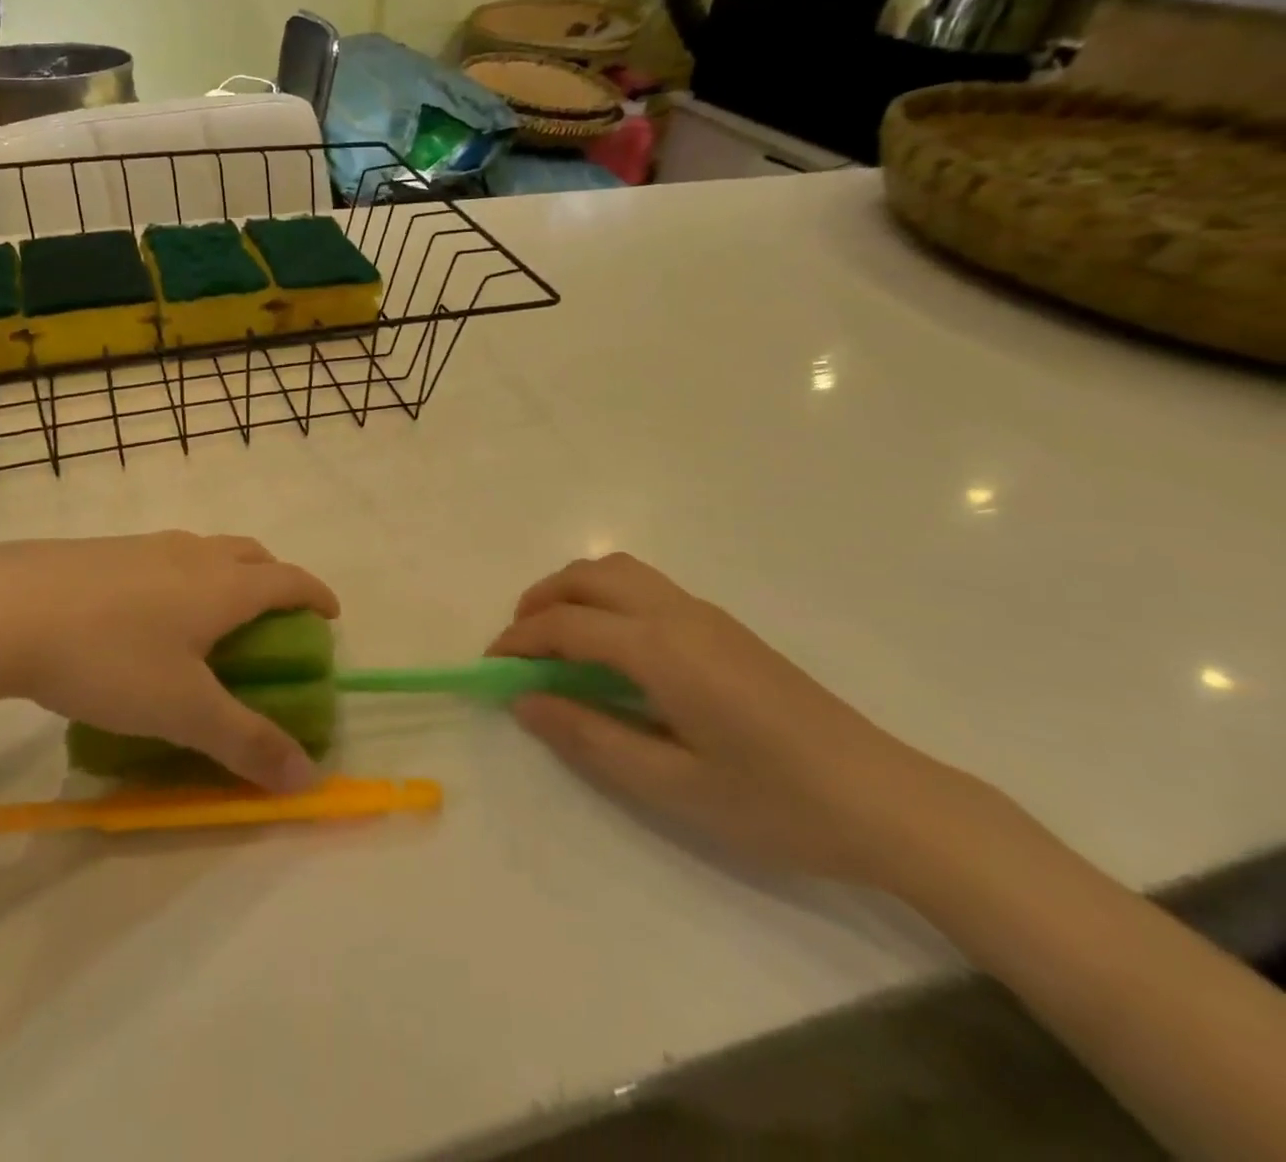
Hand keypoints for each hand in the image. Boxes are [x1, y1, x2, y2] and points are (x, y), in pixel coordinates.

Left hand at [0, 532, 338, 791]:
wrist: (2, 609)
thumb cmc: (109, 657)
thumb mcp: (183, 710)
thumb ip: (246, 742)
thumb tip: (307, 778)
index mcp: (223, 586)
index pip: (289, 580)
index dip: (315, 595)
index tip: (330, 614)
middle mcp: (192, 555)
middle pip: (251, 554)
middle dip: (274, 578)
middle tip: (275, 614)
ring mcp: (144, 546)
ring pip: (205, 550)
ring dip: (226, 573)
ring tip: (212, 614)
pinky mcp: (102, 551)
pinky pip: (162, 557)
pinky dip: (181, 576)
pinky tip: (145, 613)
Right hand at [492, 553, 989, 887]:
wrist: (885, 799)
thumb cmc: (774, 803)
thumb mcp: (671, 786)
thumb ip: (590, 737)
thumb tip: (524, 701)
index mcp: (661, 649)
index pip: (567, 625)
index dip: (519, 641)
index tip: (491, 667)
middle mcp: (678, 614)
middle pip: (589, 576)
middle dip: (540, 600)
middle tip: (518, 647)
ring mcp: (705, 614)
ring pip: (619, 572)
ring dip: (574, 592)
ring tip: (555, 640)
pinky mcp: (723, 626)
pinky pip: (645, 587)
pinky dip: (606, 597)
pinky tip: (610, 648)